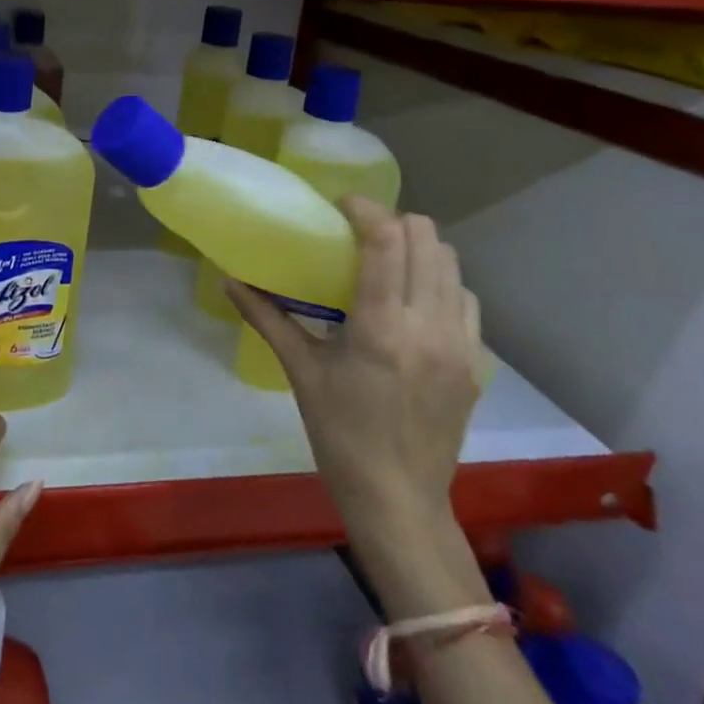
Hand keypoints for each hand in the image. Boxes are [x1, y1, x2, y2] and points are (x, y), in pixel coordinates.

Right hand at [226, 198, 483, 560]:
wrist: (399, 499)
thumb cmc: (339, 434)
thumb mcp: (301, 371)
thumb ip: (266, 317)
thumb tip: (228, 278)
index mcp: (381, 328)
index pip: (386, 241)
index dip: (365, 208)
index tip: (341, 204)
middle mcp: (429, 326)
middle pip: (427, 238)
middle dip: (393, 221)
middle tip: (361, 231)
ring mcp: (460, 344)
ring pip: (451, 263)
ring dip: (419, 248)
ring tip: (389, 260)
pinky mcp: (476, 361)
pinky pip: (465, 298)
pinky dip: (440, 282)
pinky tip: (415, 301)